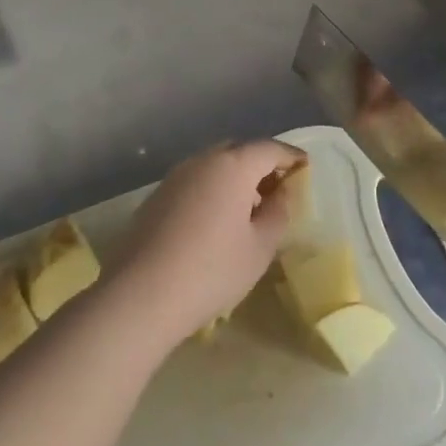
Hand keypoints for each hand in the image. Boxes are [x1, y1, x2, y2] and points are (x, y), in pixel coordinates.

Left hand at [112, 140, 306, 346]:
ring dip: (234, 177)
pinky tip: (215, 221)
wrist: (140, 296)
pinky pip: (194, 182)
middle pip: (239, 151)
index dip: (291, 156)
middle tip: (277, 189)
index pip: (270, 149)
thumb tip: (281, 193)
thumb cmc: (212, 270)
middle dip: (261, 164)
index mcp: (233, 166)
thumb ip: (278, 213)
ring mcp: (174, 177)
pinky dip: (212, 190)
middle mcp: (202, 161)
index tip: (305, 167)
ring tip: (248, 208)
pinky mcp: (155, 197)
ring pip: (214, 165)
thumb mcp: (260, 247)